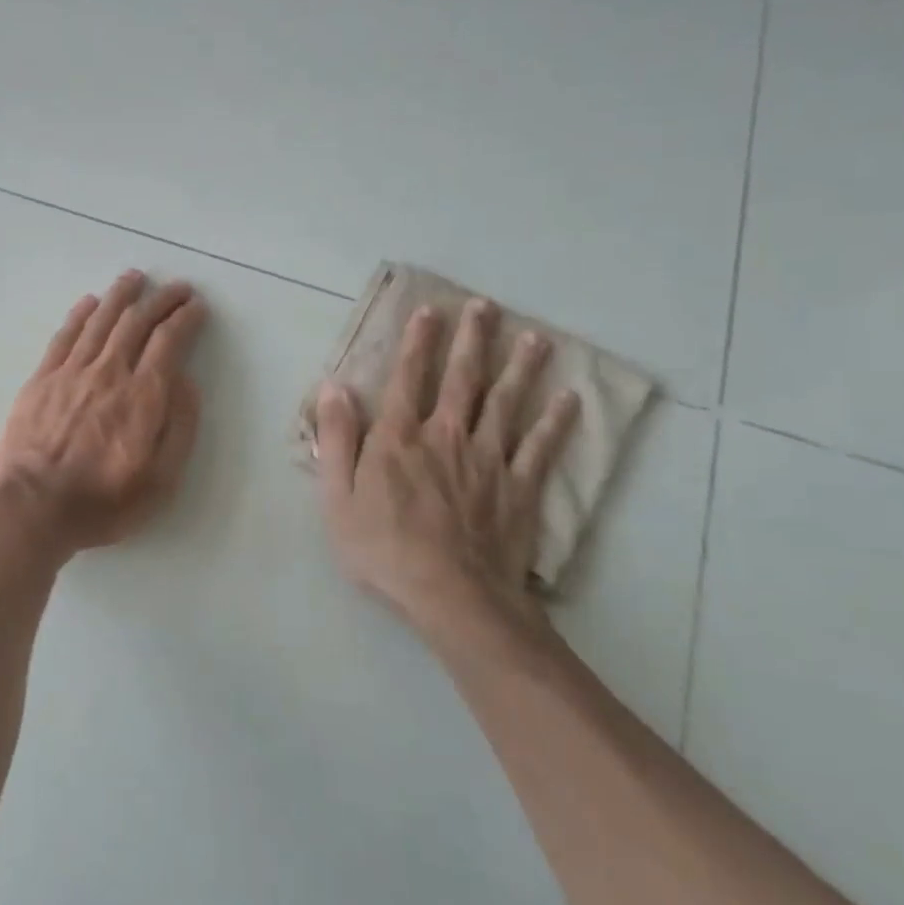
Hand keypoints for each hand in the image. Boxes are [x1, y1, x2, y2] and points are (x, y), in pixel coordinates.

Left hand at [0, 271, 206, 553]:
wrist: (33, 507)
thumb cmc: (103, 501)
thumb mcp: (161, 480)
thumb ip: (179, 426)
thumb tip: (186, 382)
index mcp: (142, 395)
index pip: (169, 341)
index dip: (186, 318)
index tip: (197, 306)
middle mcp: (109, 372)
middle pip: (137, 321)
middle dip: (161, 299)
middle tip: (177, 287)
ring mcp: (71, 371)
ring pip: (101, 320)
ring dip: (121, 295)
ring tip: (135, 278)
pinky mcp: (42, 378)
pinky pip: (65, 335)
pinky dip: (81, 314)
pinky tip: (89, 302)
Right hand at [313, 297, 580, 659]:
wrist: (452, 597)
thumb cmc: (383, 549)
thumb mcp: (336, 498)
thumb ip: (336, 440)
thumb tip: (334, 388)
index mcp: (399, 438)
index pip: (408, 378)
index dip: (418, 342)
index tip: (430, 311)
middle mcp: (446, 436)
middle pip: (463, 379)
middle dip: (473, 340)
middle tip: (486, 307)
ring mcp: (488, 460)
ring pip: (507, 403)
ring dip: (520, 368)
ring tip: (535, 338)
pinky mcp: (519, 488)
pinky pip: (540, 447)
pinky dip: (556, 422)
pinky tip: (569, 399)